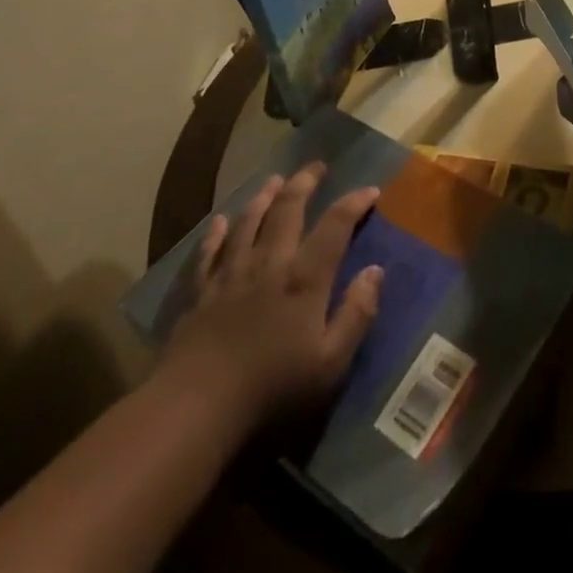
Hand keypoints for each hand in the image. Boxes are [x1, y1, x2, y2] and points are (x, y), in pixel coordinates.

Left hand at [156, 163, 383, 428]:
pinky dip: (216, 233)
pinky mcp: (202, 291)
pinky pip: (210, 252)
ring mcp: (232, 273)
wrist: (196, 407)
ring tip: (275, 180)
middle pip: (288, 209)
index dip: (354, 202)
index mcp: (305, 277)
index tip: (370, 190)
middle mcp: (270, 261)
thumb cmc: (272, 388)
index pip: (336, 224)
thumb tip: (376, 270)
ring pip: (249, 221)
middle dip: (305, 183)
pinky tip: (220, 221)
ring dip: (264, 197)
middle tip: (317, 166)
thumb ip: (357, 314)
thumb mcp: (330, 363)